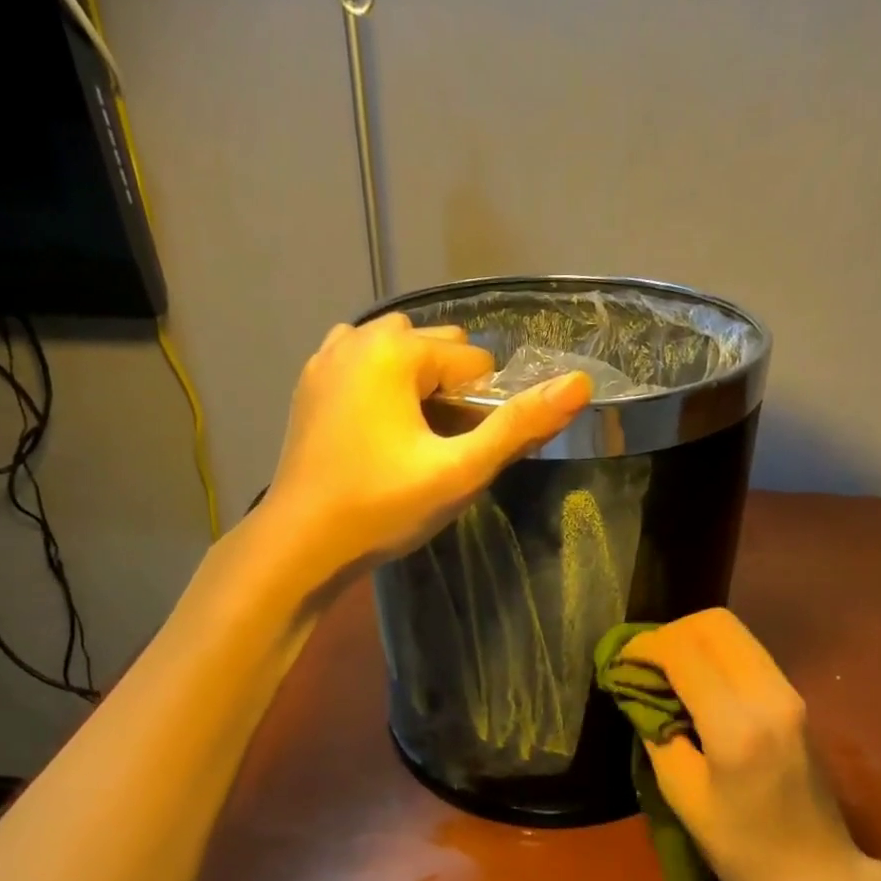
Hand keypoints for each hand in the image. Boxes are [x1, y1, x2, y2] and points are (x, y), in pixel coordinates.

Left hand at [261, 313, 591, 579]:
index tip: (460, 455)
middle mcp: (359, 337)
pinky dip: (381, 383)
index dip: (481, 410)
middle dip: (450, 391)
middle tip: (439, 450)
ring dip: (417, 383)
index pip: (474, 363)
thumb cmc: (382, 507)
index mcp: (397, 350)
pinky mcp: (309, 383)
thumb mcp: (460, 471)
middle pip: (437, 349)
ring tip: (412, 439)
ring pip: (398, 352)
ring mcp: (327, 358)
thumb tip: (579, 383)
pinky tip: (377, 428)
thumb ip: (519, 425)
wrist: (301, 543)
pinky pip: (362, 363)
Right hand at [627, 609, 863, 880]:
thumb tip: (638, 691)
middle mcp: (770, 695)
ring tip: (663, 670)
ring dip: (692, 639)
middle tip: (642, 662)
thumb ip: (657, 734)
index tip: (619, 663)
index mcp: (737, 726)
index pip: (684, 652)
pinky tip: (694, 682)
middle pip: (715, 624)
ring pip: (734, 632)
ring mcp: (790, 693)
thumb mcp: (682, 797)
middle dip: (670, 632)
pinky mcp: (796, 698)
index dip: (644, 648)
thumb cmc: (743, 849)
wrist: (818, 875)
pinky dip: (713, 653)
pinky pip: (748, 653)